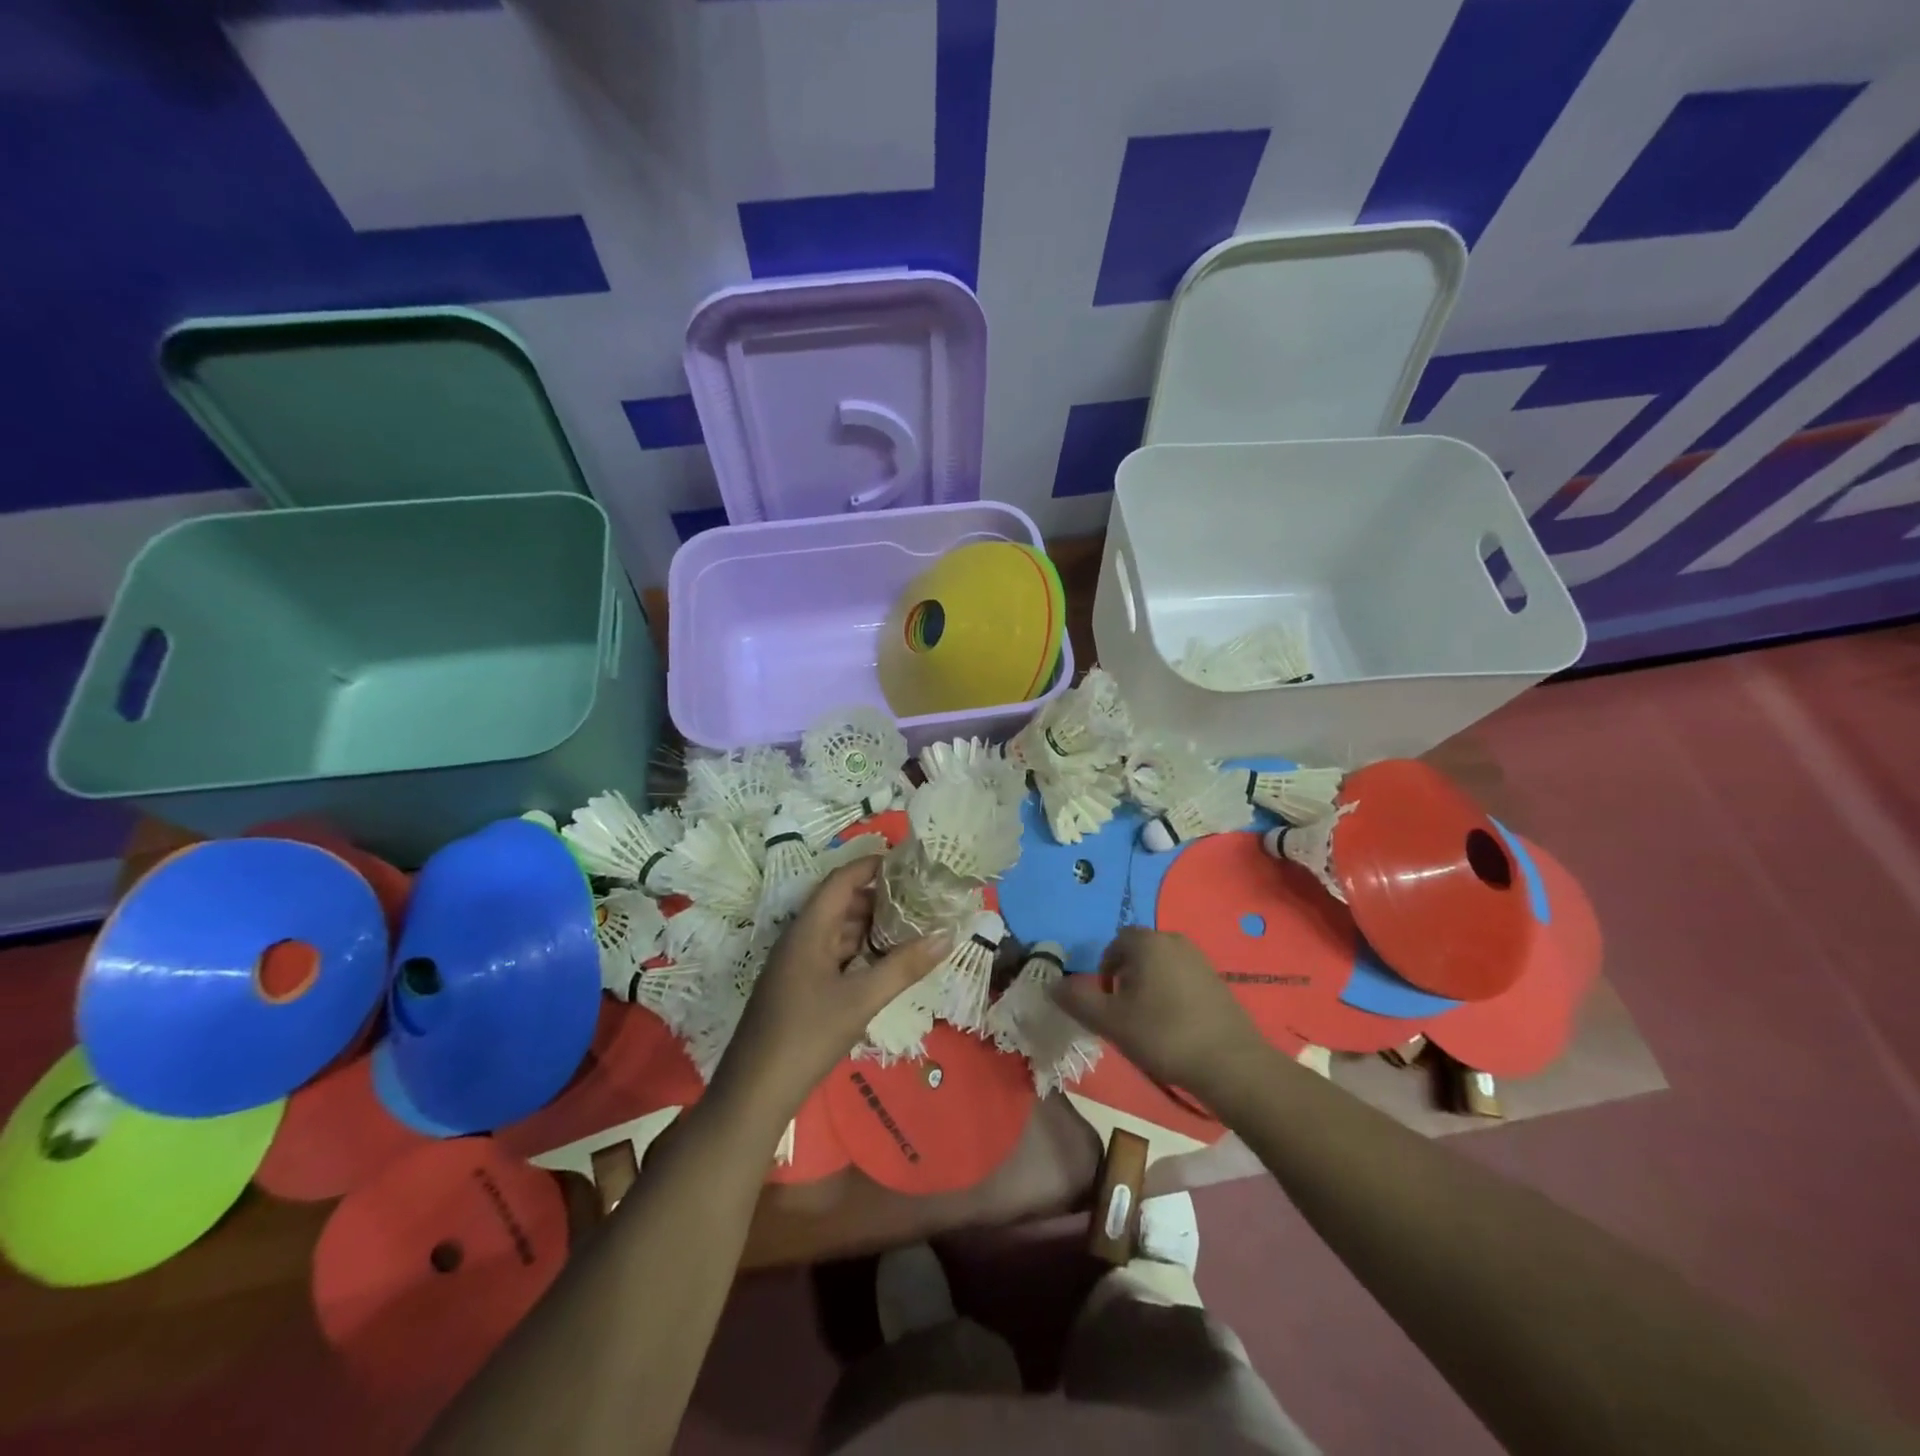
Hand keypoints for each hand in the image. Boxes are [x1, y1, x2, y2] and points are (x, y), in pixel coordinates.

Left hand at [718, 858, 948, 1119]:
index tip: (908, 864)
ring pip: (838, 930)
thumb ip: (904, 966)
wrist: (755, 1091)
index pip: (842, 880)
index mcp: (809, 929)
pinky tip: (885, 962)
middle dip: (879, 897)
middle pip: (841, 903)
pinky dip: (859, 951)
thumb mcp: (862, 1000)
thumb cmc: (807, 1036)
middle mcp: (801, 938)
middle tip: (919, 898)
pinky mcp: (799, 987)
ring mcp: (797, 964)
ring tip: (911, 926)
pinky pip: (833, 954)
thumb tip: (947, 936)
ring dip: (871, 925)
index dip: (872, 865)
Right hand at [1052, 928, 1264, 1094]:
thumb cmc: (1163, 1035)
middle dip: (1126, 978)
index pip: (1115, 943)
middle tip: (1124, 1014)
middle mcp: (1174, 941)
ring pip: (1161, 966)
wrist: (1230, 1063)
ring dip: (1148, 987)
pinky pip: (1182, 979)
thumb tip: (1052, 985)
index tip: (1107, 1002)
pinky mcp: (1217, 981)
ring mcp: (1200, 960)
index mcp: (1147, 942)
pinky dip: (1171, 995)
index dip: (1104, 970)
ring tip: (1148, 1023)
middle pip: (1138, 952)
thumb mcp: (1110, 1021)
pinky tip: (1175, 1027)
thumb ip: (1077, 1000)